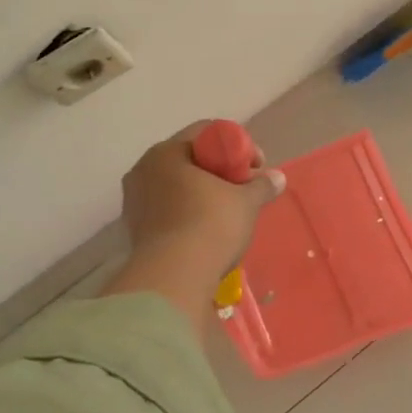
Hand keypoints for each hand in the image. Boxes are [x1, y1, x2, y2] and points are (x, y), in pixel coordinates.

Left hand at [122, 123, 284, 277]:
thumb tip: (277, 178)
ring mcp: (134, 202)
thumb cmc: (209, 226)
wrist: (173, 280)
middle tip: (244, 190)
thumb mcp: (245, 202)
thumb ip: (261, 185)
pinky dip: (187, 214)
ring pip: (177, 186)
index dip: (237, 145)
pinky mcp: (134, 231)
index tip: (255, 168)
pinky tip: (206, 232)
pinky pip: (167, 211)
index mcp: (166, 152)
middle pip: (190, 159)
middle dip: (220, 171)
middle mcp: (143, 170)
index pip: (206, 132)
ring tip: (227, 214)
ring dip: (202, 194)